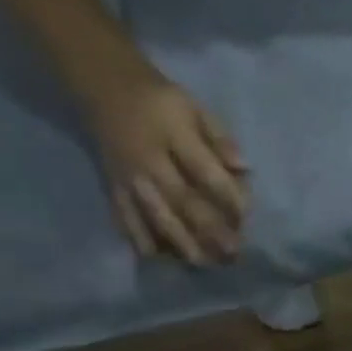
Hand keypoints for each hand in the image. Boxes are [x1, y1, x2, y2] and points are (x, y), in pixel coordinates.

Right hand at [85, 68, 249, 265]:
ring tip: (203, 263)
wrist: (104, 87)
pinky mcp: (112, 186)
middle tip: (232, 253)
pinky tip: (157, 258)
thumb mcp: (195, 108)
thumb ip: (220, 138)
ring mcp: (127, 176)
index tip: (247, 216)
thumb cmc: (161, 99)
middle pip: (180, 200)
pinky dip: (139, 238)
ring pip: (154, 214)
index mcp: (172, 136)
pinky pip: (124, 216)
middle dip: (208, 229)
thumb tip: (244, 168)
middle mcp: (148, 160)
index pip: (205, 171)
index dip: (228, 195)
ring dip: (180, 242)